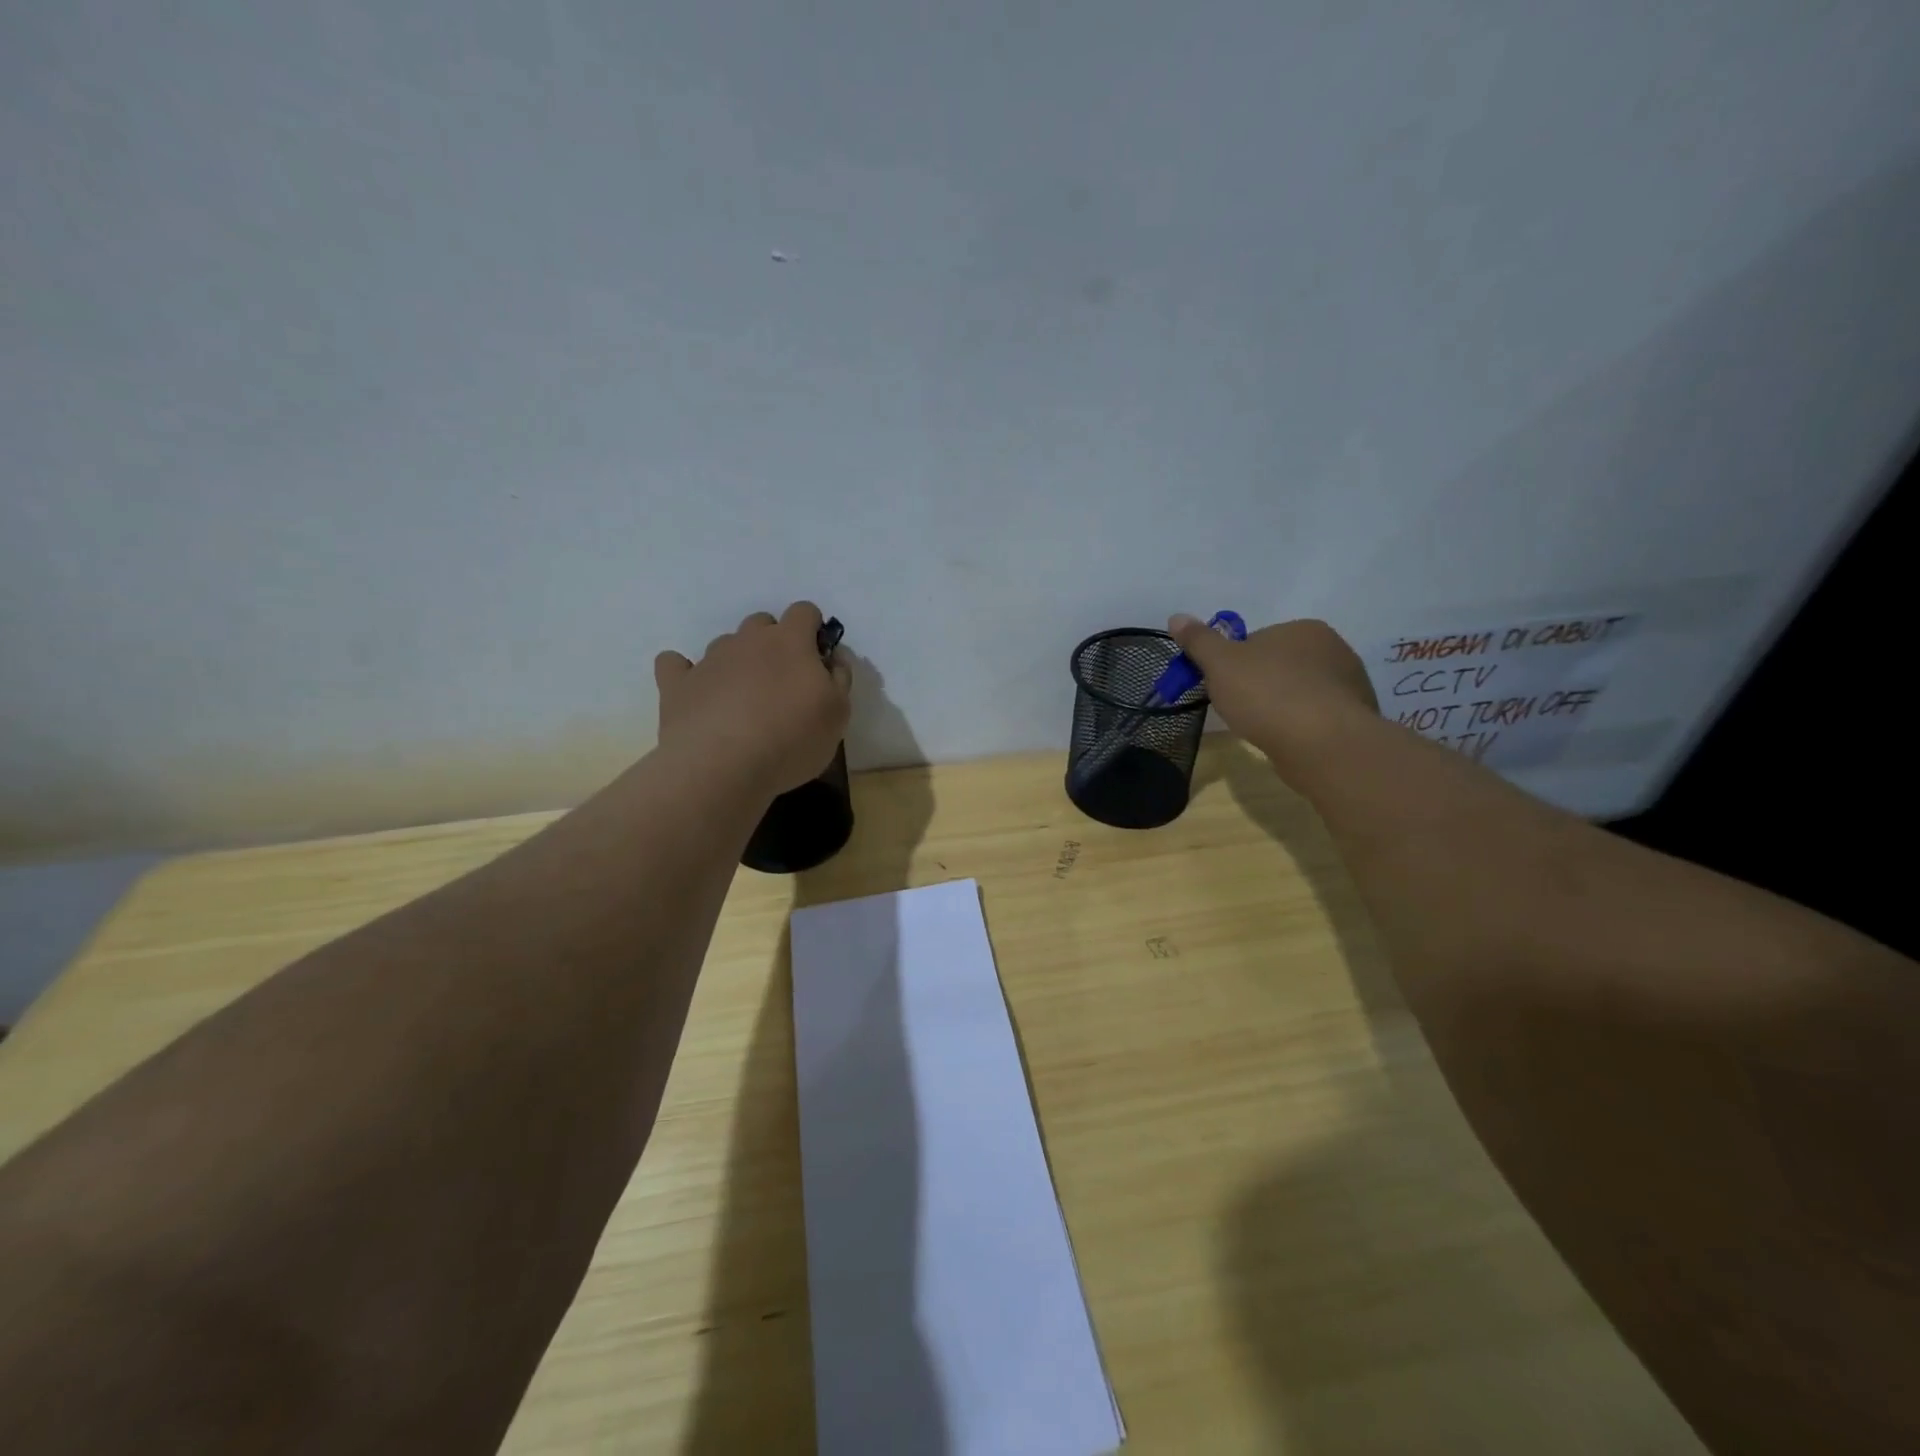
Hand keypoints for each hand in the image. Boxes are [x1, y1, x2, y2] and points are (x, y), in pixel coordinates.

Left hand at [655, 602, 852, 794]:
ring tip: (742, 701)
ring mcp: (708, 659)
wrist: (722, 767)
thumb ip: (840, 678)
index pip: (804, 612)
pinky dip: (686, 673)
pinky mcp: (677, 684)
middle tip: (781, 684)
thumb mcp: (839, 714)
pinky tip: (695, 692)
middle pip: (762, 623)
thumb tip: (832, 658)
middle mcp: (747, 640)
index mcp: (790, 641)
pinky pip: (675, 664)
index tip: (816, 658)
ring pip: (725, 644)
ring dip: (737, 662)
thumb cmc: (792, 739)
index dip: (812, 629)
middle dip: (773, 643)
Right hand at [1167, 614, 1377, 764]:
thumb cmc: (1267, 695)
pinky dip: (1301, 726)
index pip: (1259, 640)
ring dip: (1282, 706)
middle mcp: (1334, 649)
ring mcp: (1350, 685)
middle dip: (1259, 684)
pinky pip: (1317, 717)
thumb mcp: (1220, 664)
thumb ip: (1199, 641)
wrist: (1323, 745)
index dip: (1234, 664)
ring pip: (1301, 691)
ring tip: (1264, 729)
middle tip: (1239, 710)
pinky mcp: (1356, 719)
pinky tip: (1288, 741)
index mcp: (1304, 628)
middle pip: (1281, 665)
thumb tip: (1176, 617)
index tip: (1222, 686)